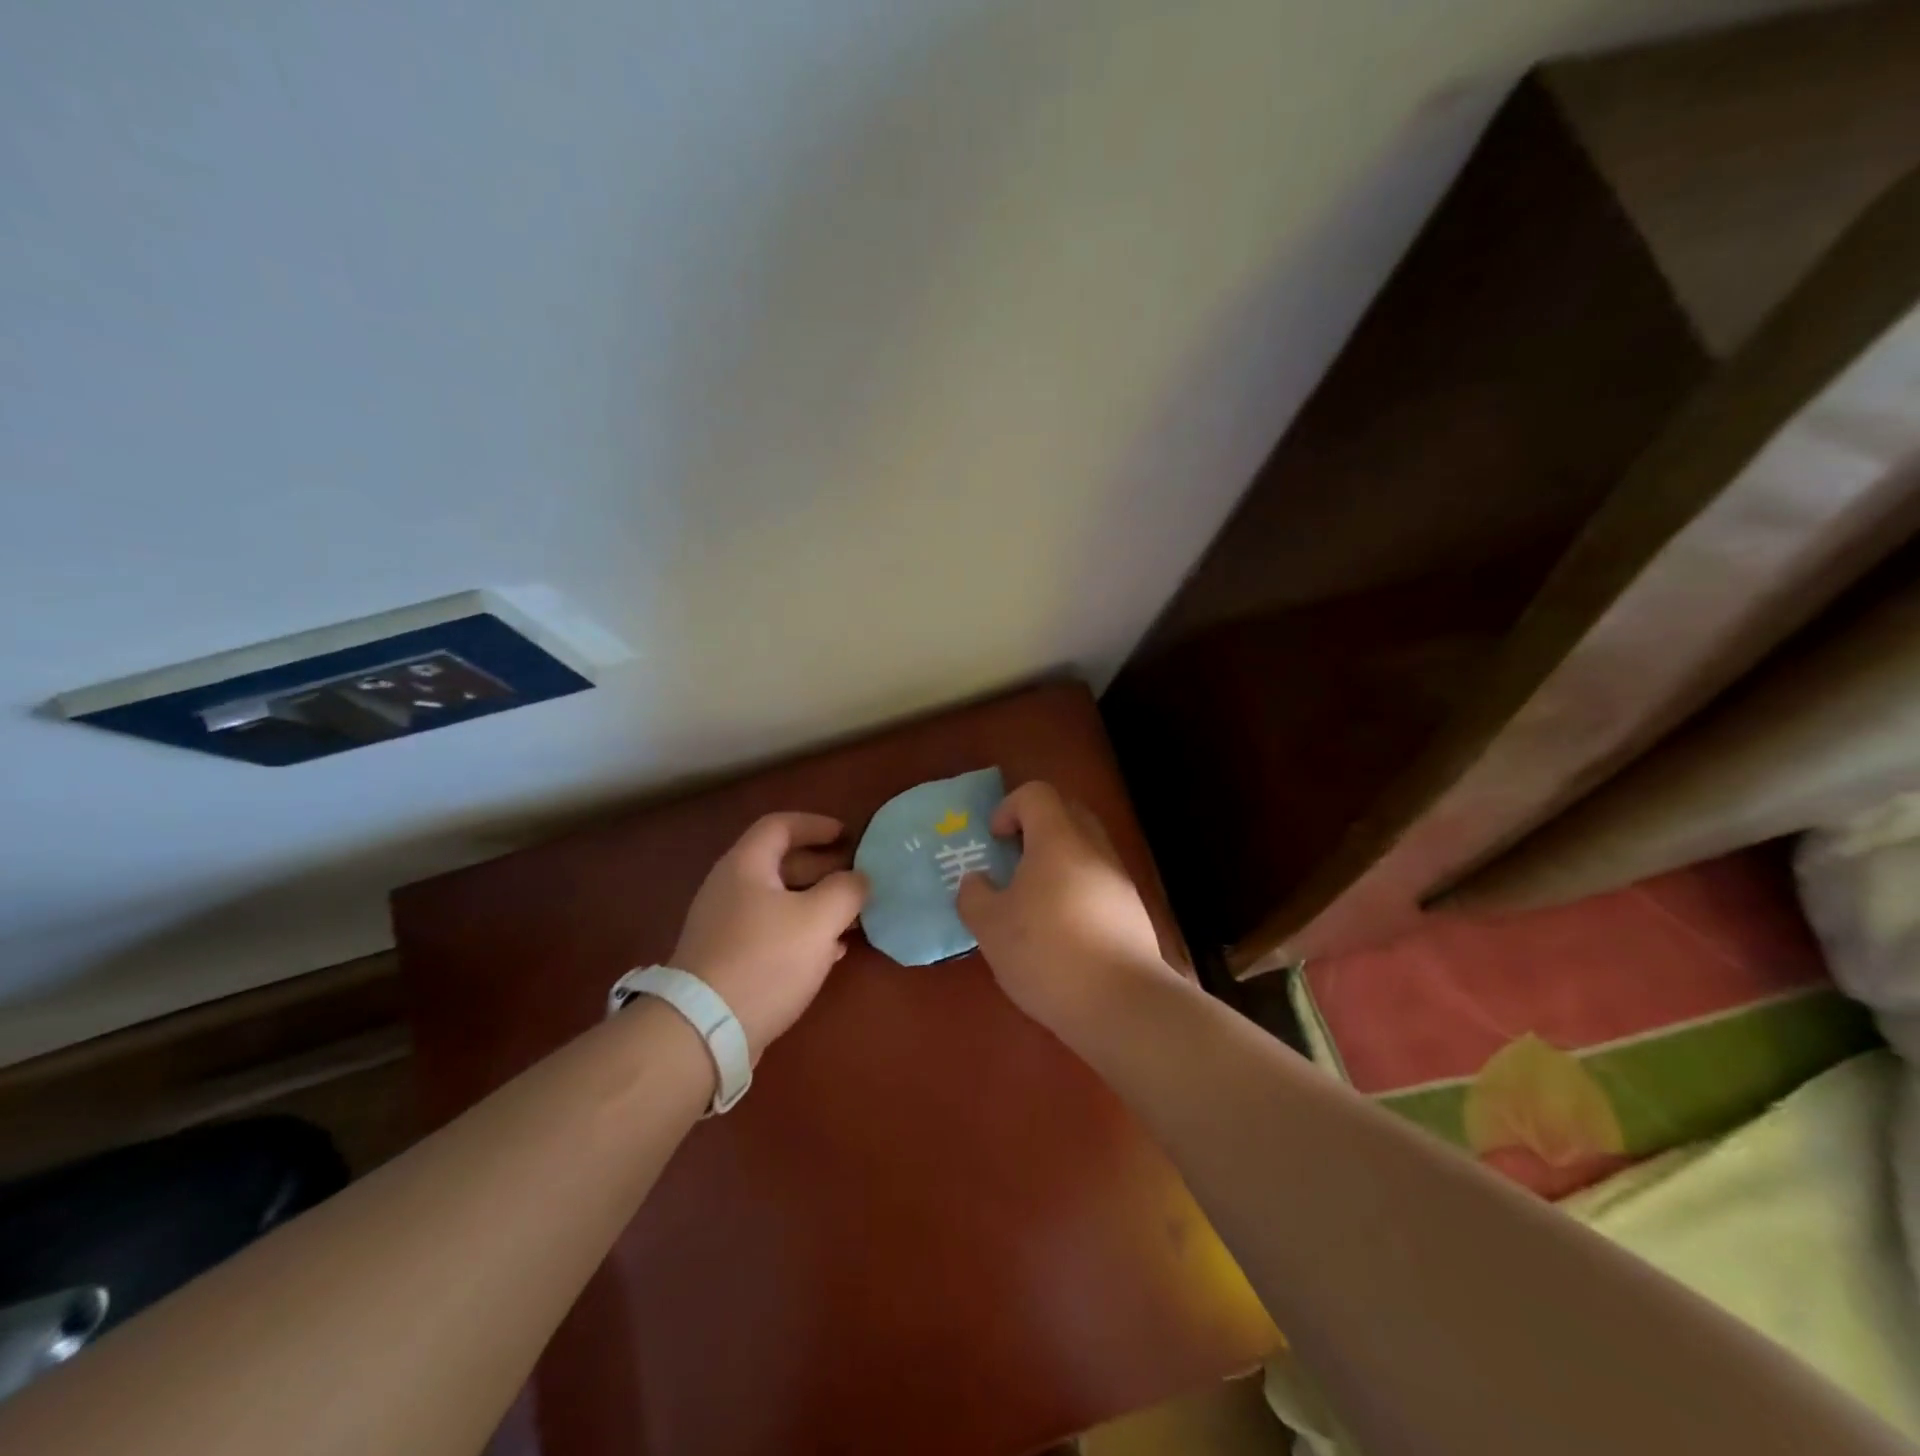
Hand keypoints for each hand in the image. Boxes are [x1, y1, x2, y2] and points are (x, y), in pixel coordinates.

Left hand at [671, 812, 868, 1059]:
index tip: (848, 835)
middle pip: (780, 863)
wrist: (704, 1030)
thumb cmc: (766, 960)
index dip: (816, 824)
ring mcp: (725, 925)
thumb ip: (846, 890)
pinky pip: (771, 931)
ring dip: (816, 902)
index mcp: (746, 866)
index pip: (781, 825)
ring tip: (851, 915)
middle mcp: (730, 888)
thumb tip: (859, 878)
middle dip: (823, 866)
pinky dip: (802, 931)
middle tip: (857, 877)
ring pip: (779, 900)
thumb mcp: (819, 919)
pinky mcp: (727, 959)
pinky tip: (830, 951)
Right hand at [955, 781, 1177, 1034]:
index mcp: (1058, 840)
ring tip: (1033, 901)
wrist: (1123, 1004)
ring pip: (1086, 850)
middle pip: (1067, 813)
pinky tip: (1061, 932)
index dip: (1010, 807)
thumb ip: (975, 896)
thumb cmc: (1047, 953)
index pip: (1037, 794)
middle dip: (1036, 828)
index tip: (995, 839)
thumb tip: (976, 880)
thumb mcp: (991, 927)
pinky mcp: (1133, 913)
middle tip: (1012, 861)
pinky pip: (1099, 882)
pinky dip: (1077, 891)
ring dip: (1058, 862)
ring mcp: (1120, 880)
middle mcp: (1094, 849)